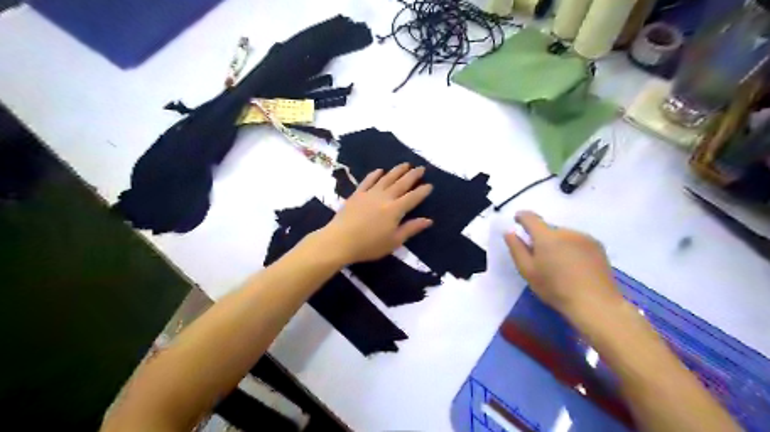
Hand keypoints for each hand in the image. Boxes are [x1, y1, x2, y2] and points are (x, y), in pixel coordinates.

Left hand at [314, 163, 431, 263]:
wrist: (340, 241)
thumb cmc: (369, 245)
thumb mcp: (394, 241)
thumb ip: (411, 229)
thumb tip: (428, 220)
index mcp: (395, 210)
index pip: (413, 197)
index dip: (422, 191)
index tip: (430, 185)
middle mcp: (385, 197)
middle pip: (401, 183)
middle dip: (413, 175)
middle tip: (421, 168)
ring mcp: (370, 193)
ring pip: (387, 178)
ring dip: (397, 170)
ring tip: (406, 164)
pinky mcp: (357, 194)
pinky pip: (368, 180)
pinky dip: (375, 174)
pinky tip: (380, 170)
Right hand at [507, 211, 624, 319]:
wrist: (595, 303)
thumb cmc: (555, 288)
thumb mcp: (528, 271)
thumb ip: (516, 249)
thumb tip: (509, 232)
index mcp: (546, 236)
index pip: (530, 218)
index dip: (521, 217)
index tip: (517, 221)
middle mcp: (566, 231)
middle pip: (548, 229)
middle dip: (541, 238)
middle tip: (539, 257)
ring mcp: (584, 237)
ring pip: (564, 235)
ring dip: (557, 243)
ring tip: (558, 263)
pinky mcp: (598, 246)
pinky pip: (578, 241)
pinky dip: (572, 248)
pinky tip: (574, 266)